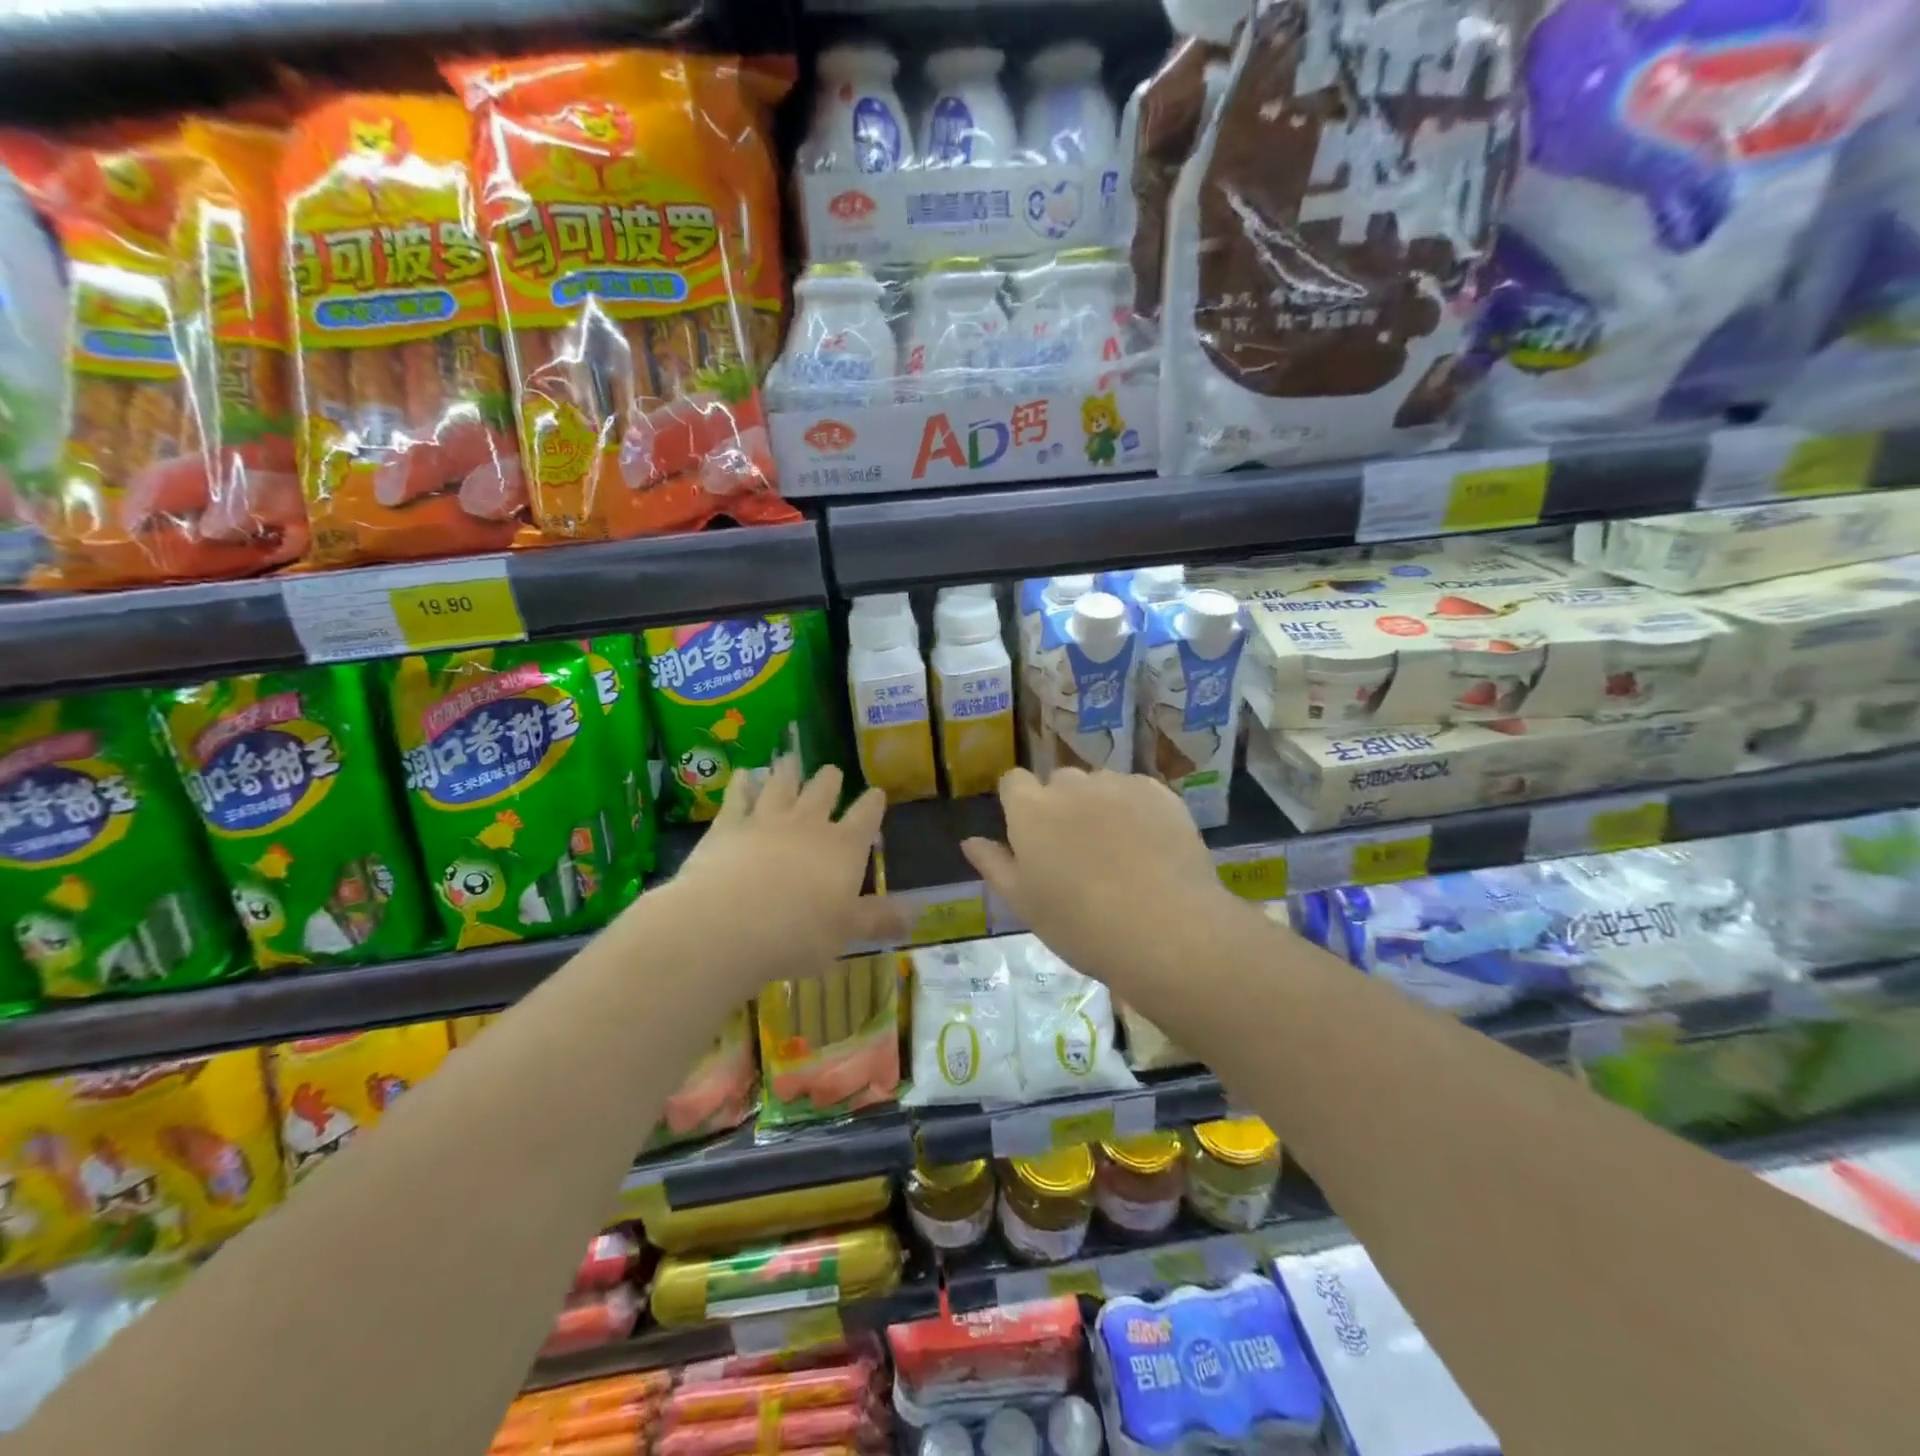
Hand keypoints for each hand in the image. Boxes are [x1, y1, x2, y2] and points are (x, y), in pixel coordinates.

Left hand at [674, 758, 890, 987]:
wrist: (728, 923)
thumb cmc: (798, 934)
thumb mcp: (847, 932)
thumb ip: (881, 918)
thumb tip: (920, 911)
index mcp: (843, 847)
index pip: (866, 817)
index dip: (873, 803)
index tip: (876, 793)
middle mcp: (809, 823)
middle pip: (823, 790)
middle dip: (830, 781)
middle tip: (831, 772)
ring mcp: (766, 818)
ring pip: (782, 783)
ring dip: (788, 771)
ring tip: (790, 760)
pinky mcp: (728, 824)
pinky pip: (738, 795)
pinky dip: (743, 783)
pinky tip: (744, 776)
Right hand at [961, 768, 1233, 991]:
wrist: (1166, 929)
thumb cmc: (1081, 924)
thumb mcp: (1024, 904)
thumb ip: (994, 865)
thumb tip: (970, 841)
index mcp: (1031, 809)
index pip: (1013, 782)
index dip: (1018, 803)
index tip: (1030, 836)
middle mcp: (1071, 785)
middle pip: (1058, 782)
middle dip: (1061, 806)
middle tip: (1075, 852)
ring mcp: (1118, 785)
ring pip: (1099, 785)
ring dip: (1099, 805)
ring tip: (1117, 851)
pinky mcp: (1159, 793)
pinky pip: (1137, 791)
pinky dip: (1136, 810)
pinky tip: (1148, 847)